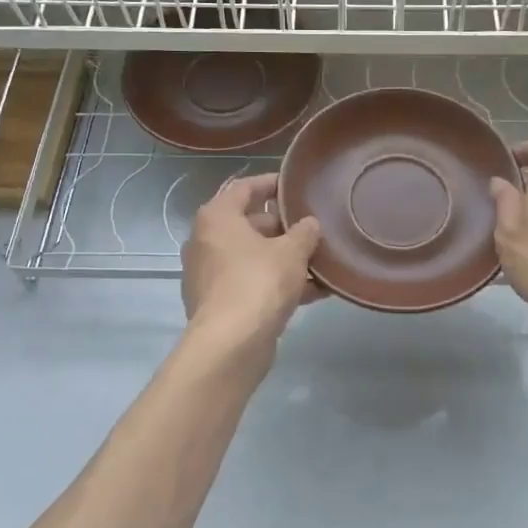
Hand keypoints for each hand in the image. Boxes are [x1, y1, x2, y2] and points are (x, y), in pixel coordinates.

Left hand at [181, 173, 321, 351]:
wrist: (231, 344)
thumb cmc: (259, 282)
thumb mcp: (292, 252)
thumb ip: (305, 232)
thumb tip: (309, 224)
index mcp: (217, 218)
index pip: (245, 188)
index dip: (272, 184)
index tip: (295, 185)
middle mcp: (206, 241)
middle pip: (250, 224)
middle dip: (284, 227)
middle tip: (315, 228)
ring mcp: (209, 274)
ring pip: (254, 257)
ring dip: (285, 259)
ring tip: (321, 261)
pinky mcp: (218, 303)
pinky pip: (252, 283)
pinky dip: (278, 284)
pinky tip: (314, 292)